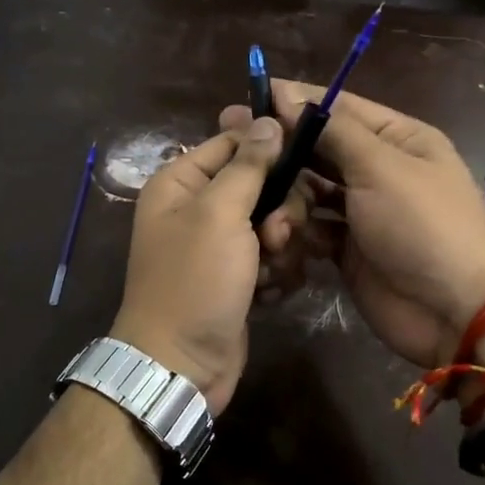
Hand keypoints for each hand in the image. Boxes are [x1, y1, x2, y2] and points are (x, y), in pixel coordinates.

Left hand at [110, 116, 283, 409]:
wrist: (182, 365)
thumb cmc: (194, 282)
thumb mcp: (219, 214)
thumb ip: (247, 165)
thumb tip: (265, 119)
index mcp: (181, 182)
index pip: (234, 142)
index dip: (269, 149)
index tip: (303, 161)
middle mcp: (199, 208)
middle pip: (262, 184)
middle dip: (279, 211)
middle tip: (276, 236)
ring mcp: (220, 245)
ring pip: (275, 223)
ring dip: (282, 248)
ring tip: (270, 272)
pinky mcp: (240, 277)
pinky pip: (275, 258)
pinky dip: (278, 275)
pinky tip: (269, 294)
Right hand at [265, 80, 484, 367]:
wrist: (455, 311)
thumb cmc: (423, 225)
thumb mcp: (381, 167)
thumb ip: (332, 130)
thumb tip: (286, 92)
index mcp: (398, 139)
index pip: (339, 108)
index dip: (296, 101)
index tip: (250, 95)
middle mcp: (379, 170)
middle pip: (320, 151)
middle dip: (283, 152)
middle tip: (234, 148)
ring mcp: (363, 212)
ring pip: (310, 191)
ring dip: (287, 199)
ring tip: (267, 213)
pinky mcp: (348, 249)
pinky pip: (312, 228)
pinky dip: (296, 231)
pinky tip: (279, 237)